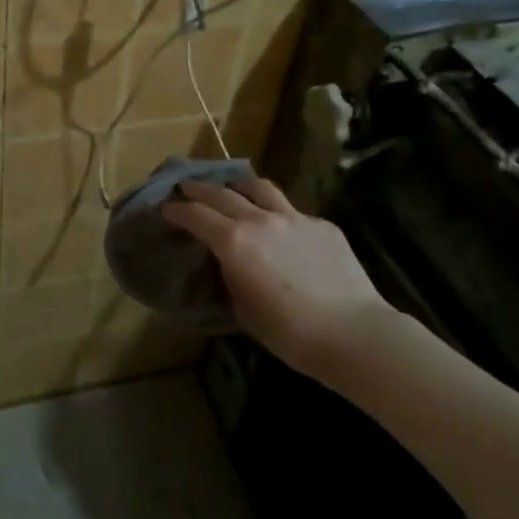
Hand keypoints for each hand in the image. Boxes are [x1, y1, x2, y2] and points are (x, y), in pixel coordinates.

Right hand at [161, 176, 403, 379]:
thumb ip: (231, 277)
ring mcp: (295, 218)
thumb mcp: (243, 309)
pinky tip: (280, 227)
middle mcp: (260, 220)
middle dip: (199, 188)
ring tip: (232, 187)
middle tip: (186, 187)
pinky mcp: (322, 225)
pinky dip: (276, 213)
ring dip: (238, 185)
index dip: (177, 210)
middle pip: (222, 193)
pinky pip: (292, 211)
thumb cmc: (289, 333)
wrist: (353, 333)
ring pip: (260, 188)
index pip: (196, 215)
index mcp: (234, 241)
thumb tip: (229, 264)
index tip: (166, 207)